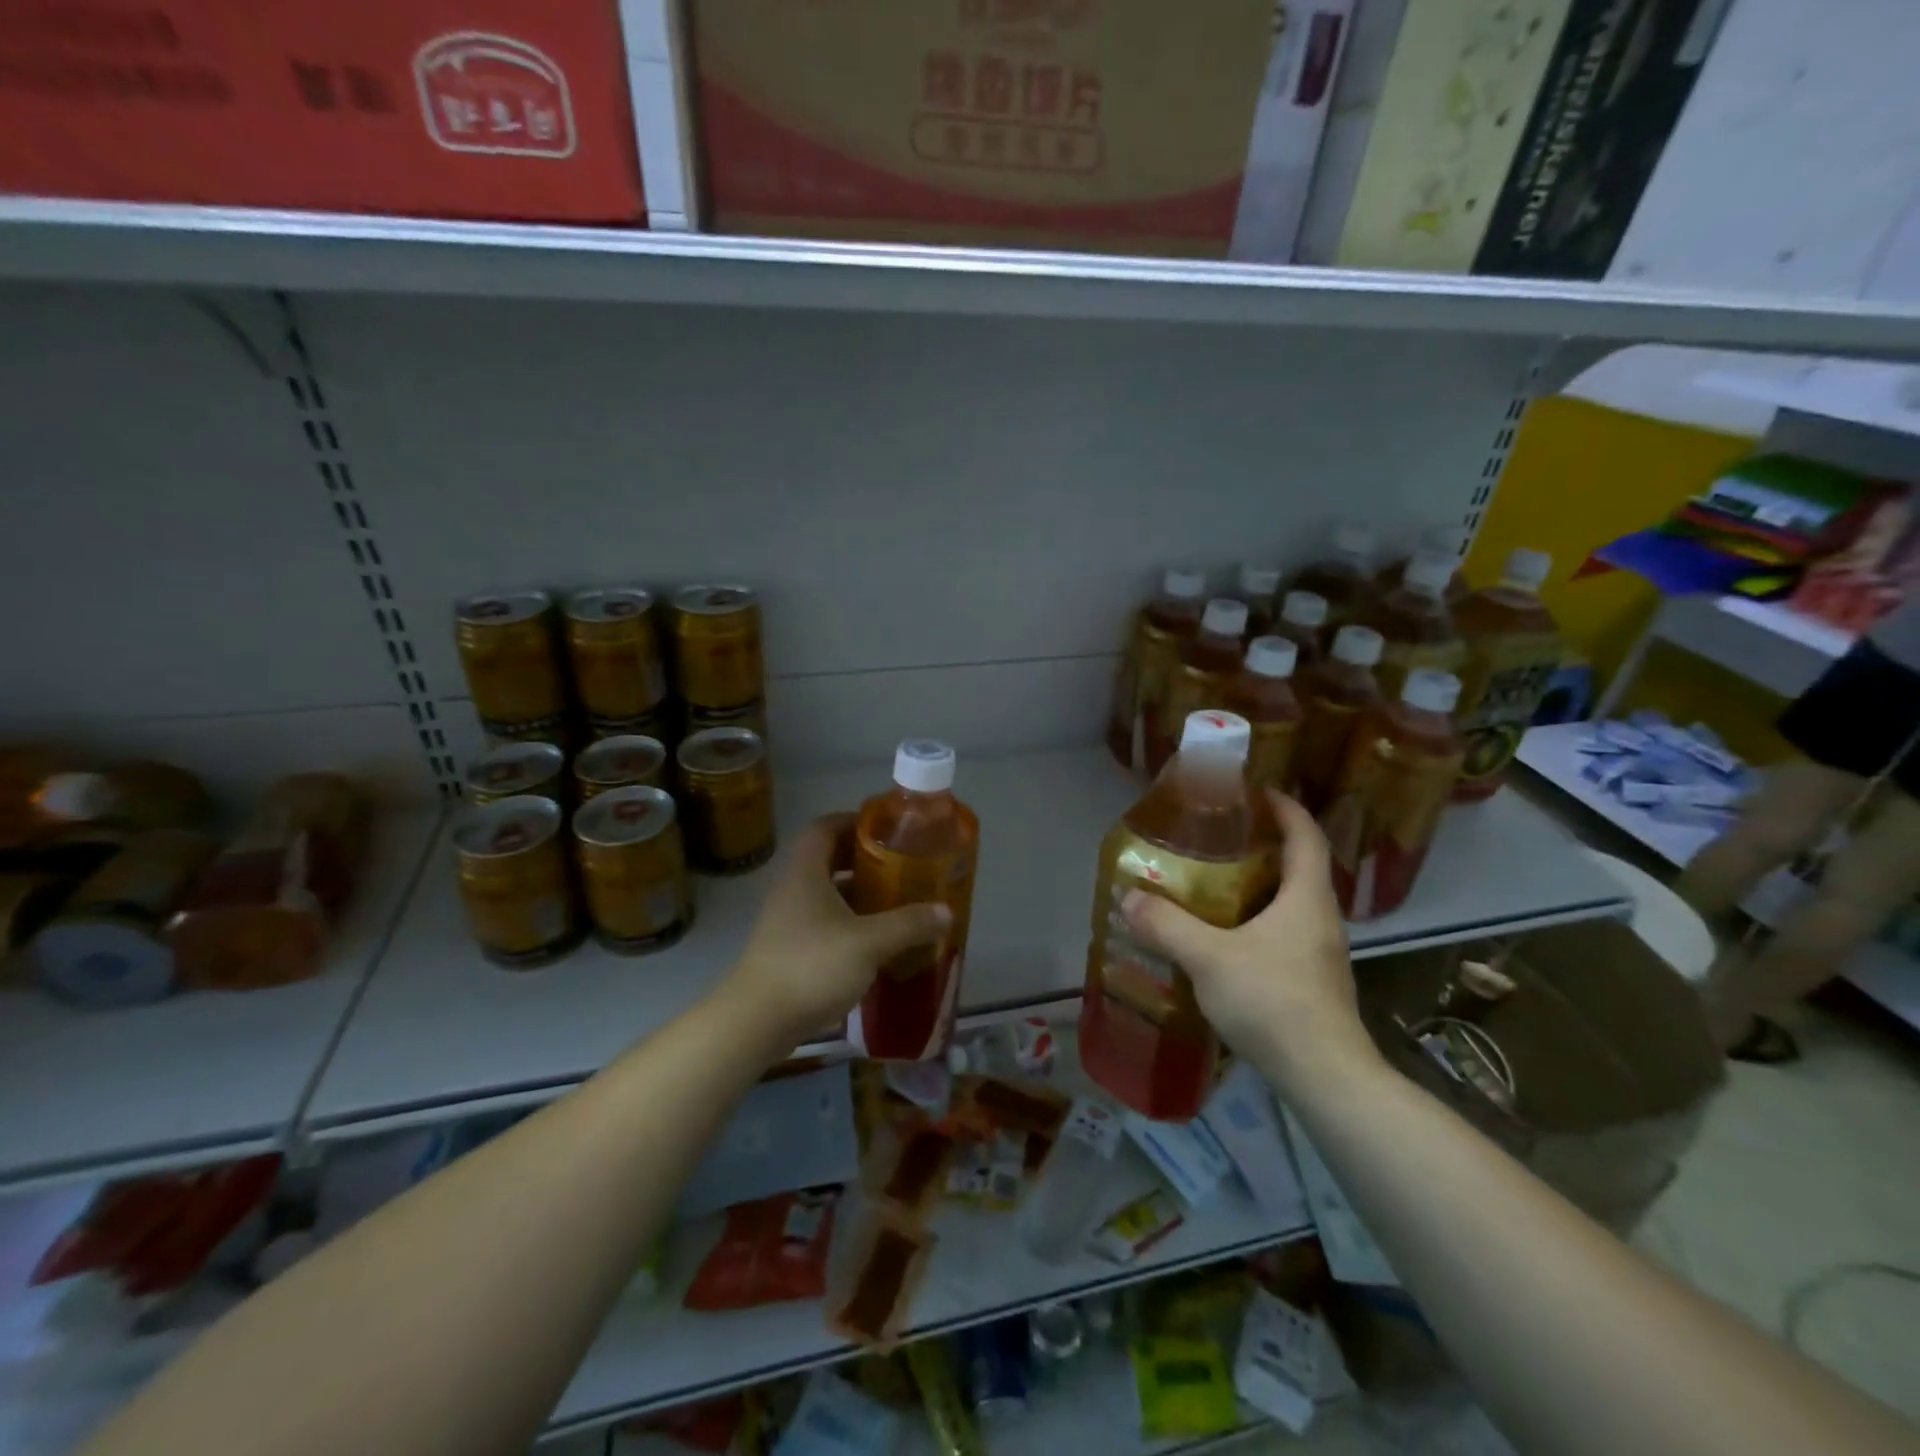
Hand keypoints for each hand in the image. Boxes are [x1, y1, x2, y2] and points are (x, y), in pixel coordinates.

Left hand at [722, 814, 951, 1051]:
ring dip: (856, 893)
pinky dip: (847, 923)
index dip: (853, 821)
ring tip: (893, 901)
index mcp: (805, 873)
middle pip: (825, 859)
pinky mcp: (787, 950)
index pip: (823, 827)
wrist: (756, 1022)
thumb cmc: (812, 967)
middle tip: (897, 865)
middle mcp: (792, 890)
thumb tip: (946, 911)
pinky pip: (821, 922)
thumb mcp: (869, 943)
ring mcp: (786, 921)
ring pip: (825, 894)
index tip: (885, 829)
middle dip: (862, 859)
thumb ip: (909, 924)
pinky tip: (873, 942)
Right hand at [1121, 789, 1379, 1093]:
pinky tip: (1223, 938)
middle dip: (1262, 845)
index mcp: (1307, 897)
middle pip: (1298, 866)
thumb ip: (1167, 925)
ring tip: (1212, 882)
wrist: (1325, 1077)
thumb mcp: (1209, 957)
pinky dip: (1255, 921)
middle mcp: (1320, 918)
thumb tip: (1130, 896)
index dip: (1284, 808)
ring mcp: (1319, 953)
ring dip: (1257, 885)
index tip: (1255, 791)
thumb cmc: (1273, 1001)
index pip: (1305, 835)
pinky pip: (1283, 933)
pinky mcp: (1311, 981)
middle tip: (1217, 837)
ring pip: (1289, 903)